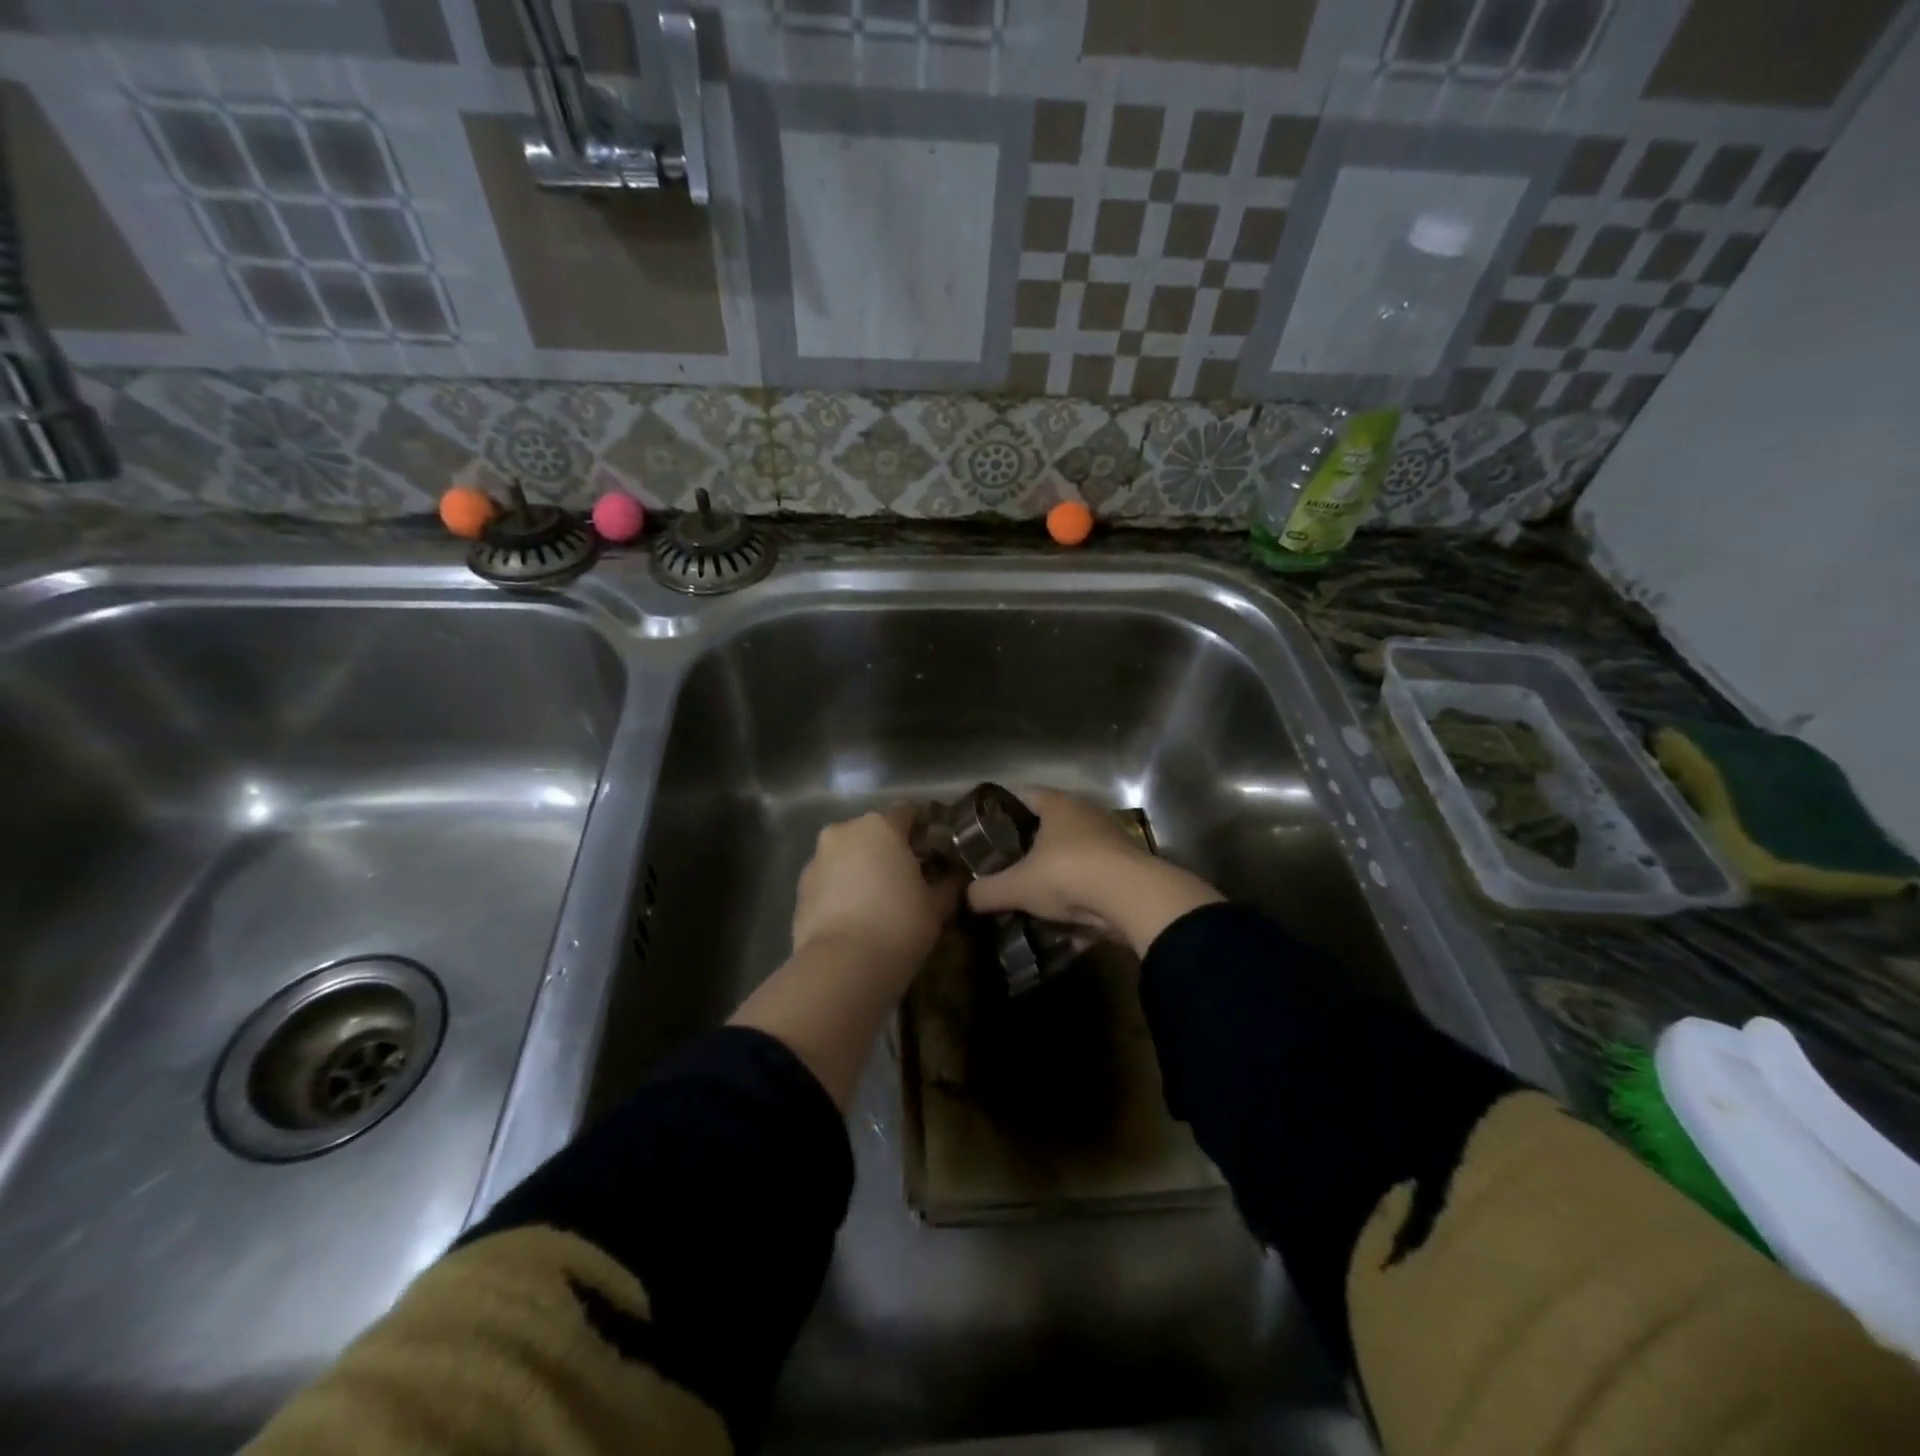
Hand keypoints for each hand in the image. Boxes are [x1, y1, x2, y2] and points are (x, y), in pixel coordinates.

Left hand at [791, 806, 959, 984]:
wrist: (842, 967)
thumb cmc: (898, 924)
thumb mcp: (936, 906)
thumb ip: (948, 884)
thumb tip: (954, 877)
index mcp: (880, 826)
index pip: (907, 812)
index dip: (923, 830)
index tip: (935, 853)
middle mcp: (844, 832)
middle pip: (873, 833)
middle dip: (889, 851)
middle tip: (908, 880)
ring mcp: (816, 859)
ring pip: (847, 856)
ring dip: (862, 870)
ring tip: (879, 903)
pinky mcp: (799, 889)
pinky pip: (829, 880)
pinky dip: (842, 890)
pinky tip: (855, 918)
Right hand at [967, 788, 1224, 956]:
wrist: (1133, 898)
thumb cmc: (1067, 874)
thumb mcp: (1017, 886)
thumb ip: (987, 891)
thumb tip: (966, 898)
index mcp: (1059, 806)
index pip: (1026, 795)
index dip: (1005, 811)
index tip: (988, 832)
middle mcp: (1087, 816)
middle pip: (1052, 826)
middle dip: (1031, 848)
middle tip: (1008, 869)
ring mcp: (1113, 842)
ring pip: (1076, 856)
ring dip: (1059, 876)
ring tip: (1035, 899)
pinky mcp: (1130, 870)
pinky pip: (1096, 883)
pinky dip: (1082, 900)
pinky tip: (1066, 925)